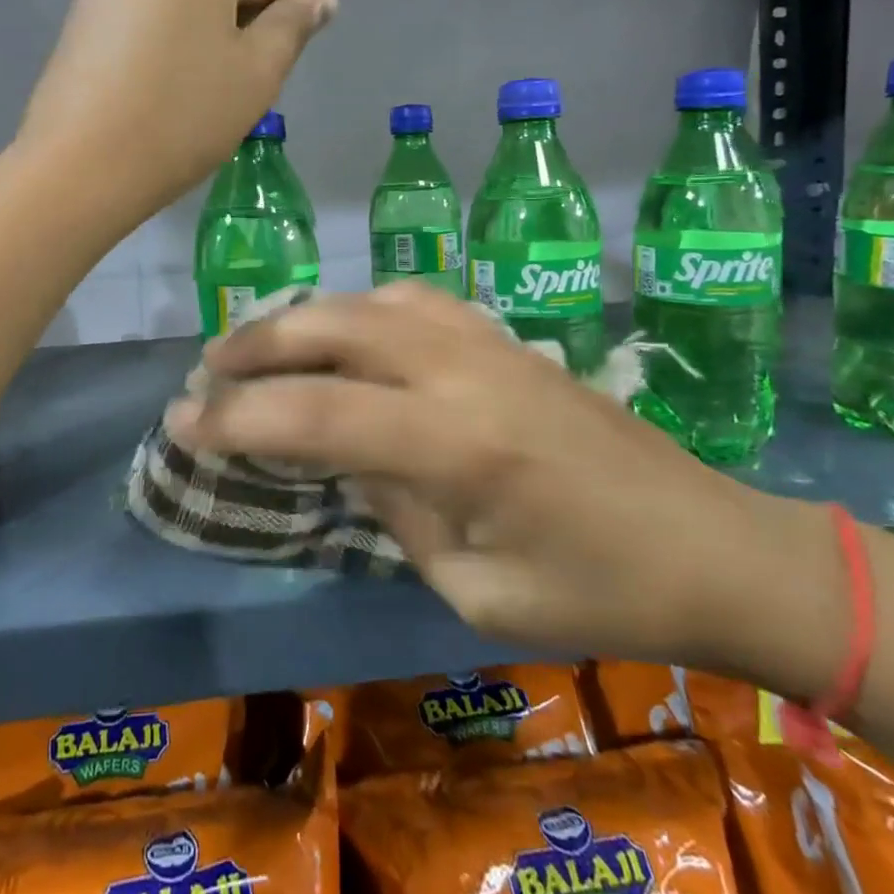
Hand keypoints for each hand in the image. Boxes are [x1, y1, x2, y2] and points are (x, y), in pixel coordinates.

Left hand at [19, 0, 335, 210]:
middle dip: (253, 11)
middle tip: (273, 61)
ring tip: (225, 74)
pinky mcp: (82, 13)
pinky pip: (148, 12)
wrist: (78, 168)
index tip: (325, 21)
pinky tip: (178, 74)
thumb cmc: (182, 119)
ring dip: (212, 24)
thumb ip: (293, 26)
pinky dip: (173, 33)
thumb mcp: (256, 74)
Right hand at [165, 282, 829, 669]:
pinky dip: (359, 309)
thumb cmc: (598, 593)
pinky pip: (412, 300)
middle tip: (206, 372)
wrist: (711, 544)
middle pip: (334, 329)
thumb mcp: (476, 587)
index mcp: (459, 445)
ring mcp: (487, 341)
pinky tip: (342, 331)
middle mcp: (464, 371)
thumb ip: (395, 508)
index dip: (238, 418)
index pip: (317, 414)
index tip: (182, 423)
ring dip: (302, 318)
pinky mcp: (505, 336)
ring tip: (258, 345)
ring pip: (369, 302)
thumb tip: (344, 455)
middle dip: (256, 346)